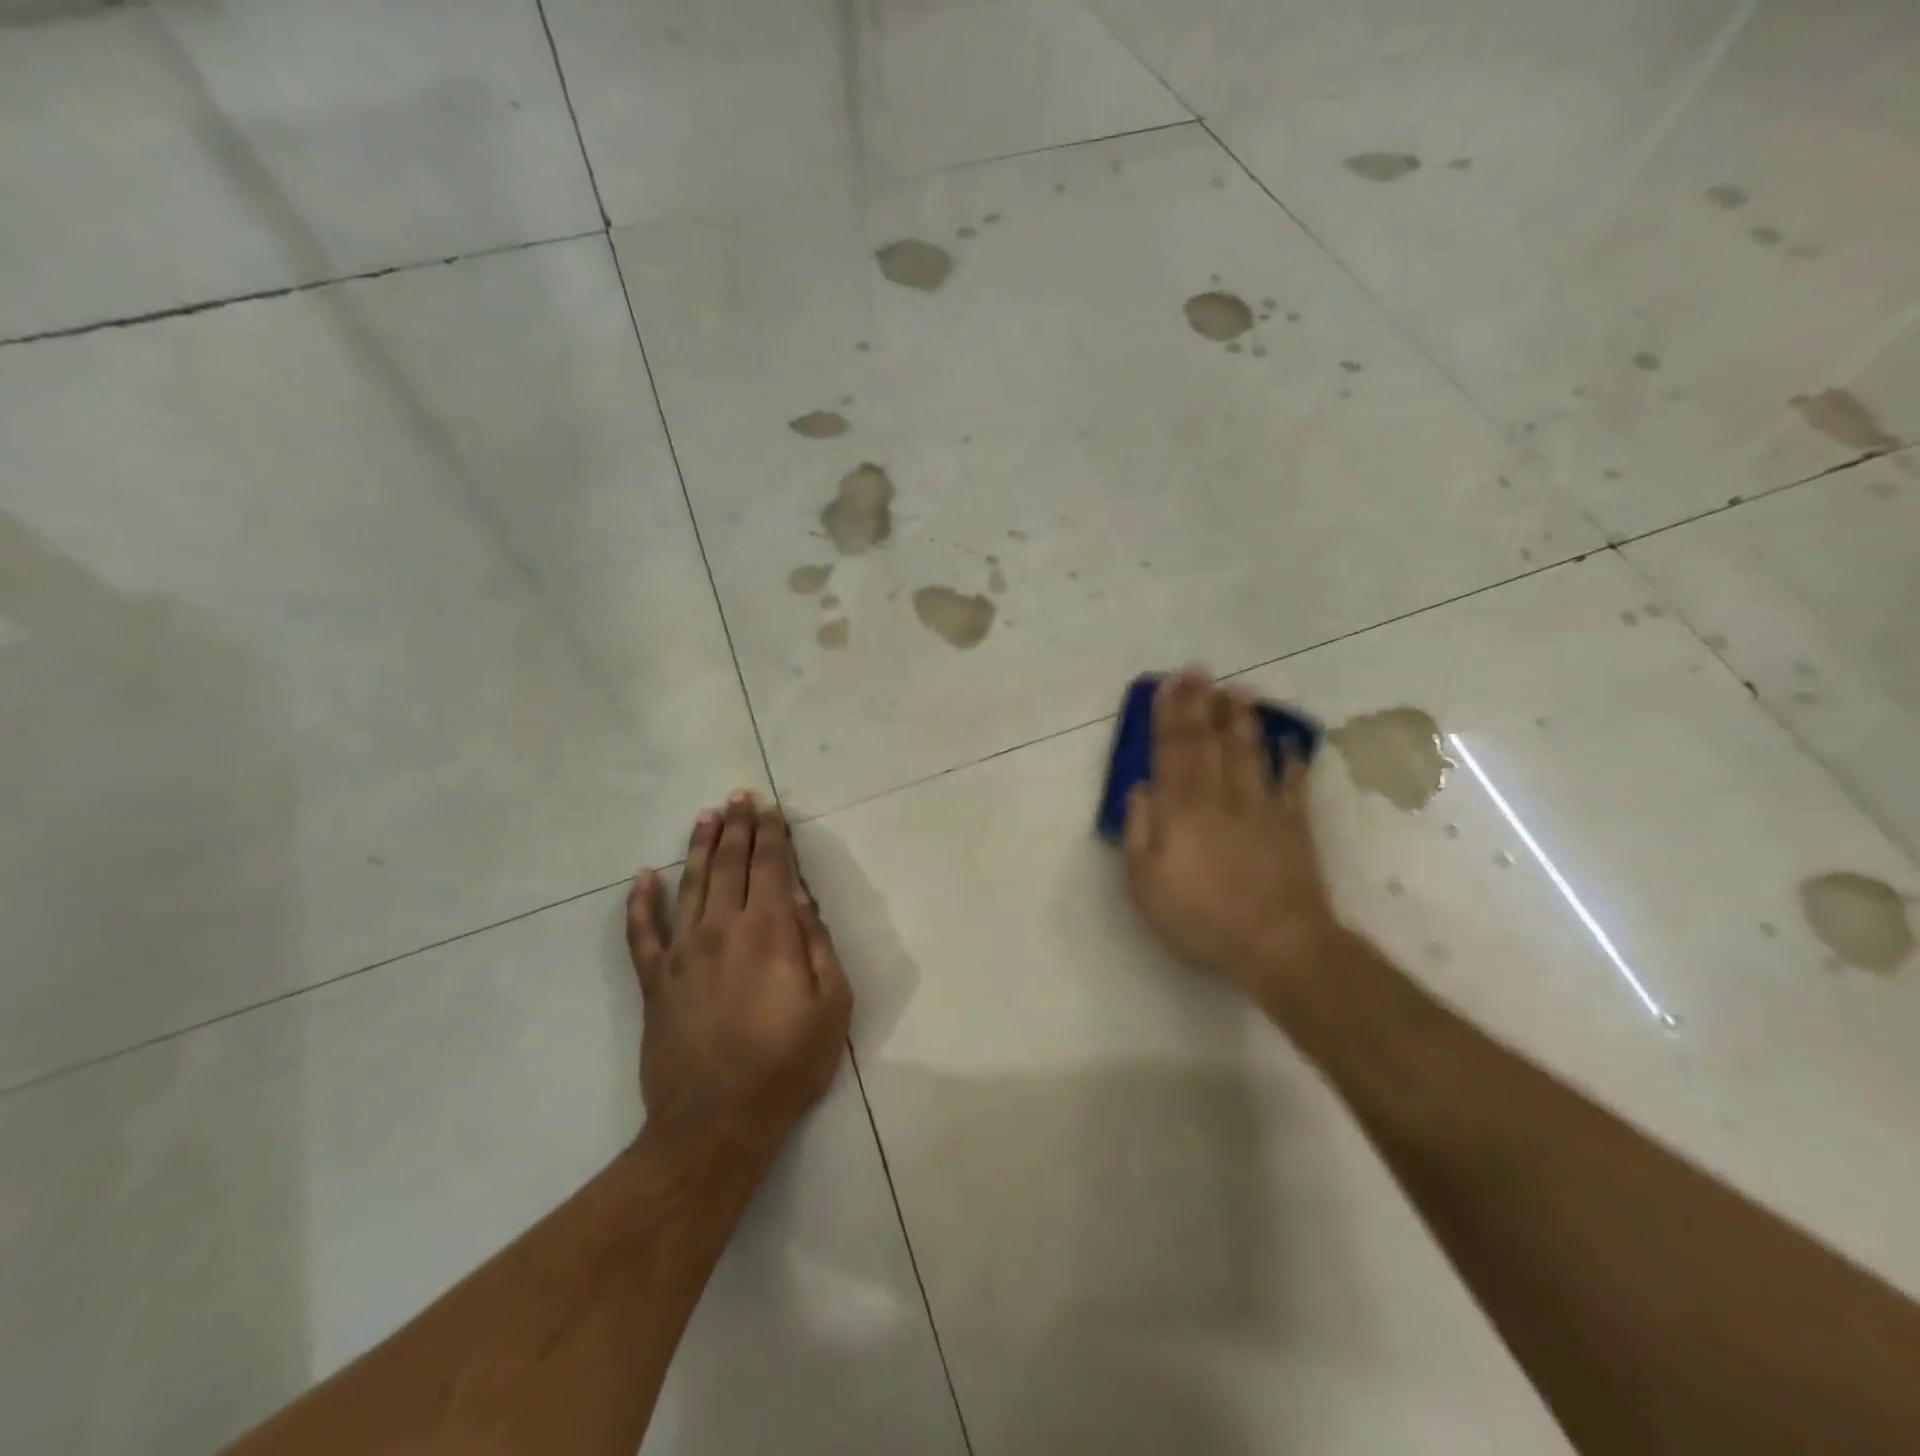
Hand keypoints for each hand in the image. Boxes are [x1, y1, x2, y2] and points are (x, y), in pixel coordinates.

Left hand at [627, 793, 852, 1157]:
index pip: (771, 867)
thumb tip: (802, 899)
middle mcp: (722, 928)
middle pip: (729, 864)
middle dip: (737, 827)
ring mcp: (682, 952)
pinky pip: (641, 933)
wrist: (716, 1121)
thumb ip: (817, 944)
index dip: (771, 834)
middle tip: (738, 797)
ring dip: (698, 847)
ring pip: (689, 884)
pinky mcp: (655, 980)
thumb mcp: (831, 1004)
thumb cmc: (786, 1063)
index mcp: (769, 931)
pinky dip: (640, 903)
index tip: (769, 808)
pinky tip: (641, 878)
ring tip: (705, 816)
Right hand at [1122, 671, 1342, 996]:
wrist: (1279, 945)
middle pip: (1210, 743)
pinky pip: (1293, 784)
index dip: (1168, 717)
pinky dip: (1291, 760)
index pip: (1173, 752)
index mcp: (1183, 812)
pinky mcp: (1294, 826)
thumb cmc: (1202, 920)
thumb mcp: (1147, 886)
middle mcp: (1222, 798)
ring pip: (1250, 753)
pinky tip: (1288, 741)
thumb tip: (1141, 790)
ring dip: (1242, 720)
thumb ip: (1140, 833)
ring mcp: (1263, 809)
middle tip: (1198, 671)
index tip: (1168, 686)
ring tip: (1238, 690)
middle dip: (1201, 705)